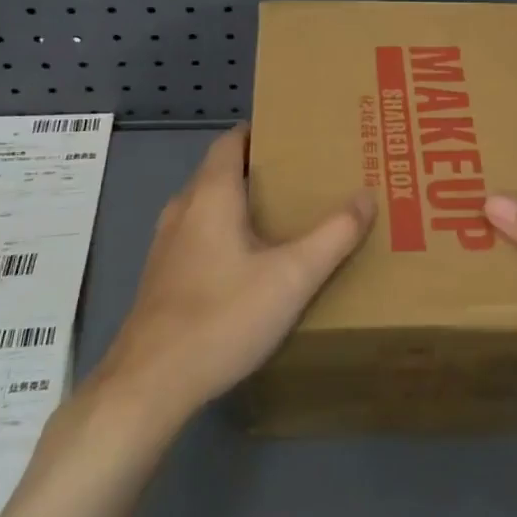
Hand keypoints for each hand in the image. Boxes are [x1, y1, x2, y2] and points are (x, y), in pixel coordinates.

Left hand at [94, 125, 374, 424]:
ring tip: (279, 218)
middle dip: (257, 170)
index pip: (231, 141)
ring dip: (239, 204)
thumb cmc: (223, 317)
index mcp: (211, 194)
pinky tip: (246, 264)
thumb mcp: (292, 277)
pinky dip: (222, 233)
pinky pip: (196, 236)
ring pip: (206, 206)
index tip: (295, 136)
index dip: (260, 132)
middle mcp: (183, 208)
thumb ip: (333, 236)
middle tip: (301, 179)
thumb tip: (367, 196)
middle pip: (220, 171)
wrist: (149, 384)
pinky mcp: (161, 277)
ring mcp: (166, 244)